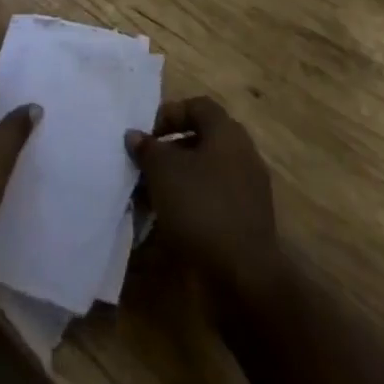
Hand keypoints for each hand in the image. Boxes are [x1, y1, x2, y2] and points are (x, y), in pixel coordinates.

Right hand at [126, 97, 282, 304]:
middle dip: (171, 150)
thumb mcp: (163, 172)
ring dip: (179, 180)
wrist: (244, 277)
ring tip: (152, 196)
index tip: (147, 136)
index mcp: (227, 133)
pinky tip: (171, 222)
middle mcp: (242, 154)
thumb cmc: (201, 208)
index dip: (170, 114)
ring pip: (207, 172)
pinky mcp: (247, 221)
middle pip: (202, 139)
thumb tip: (135, 135)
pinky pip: (215, 200)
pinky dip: (193, 204)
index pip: (198, 106)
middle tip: (146, 166)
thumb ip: (147, 148)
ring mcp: (249, 189)